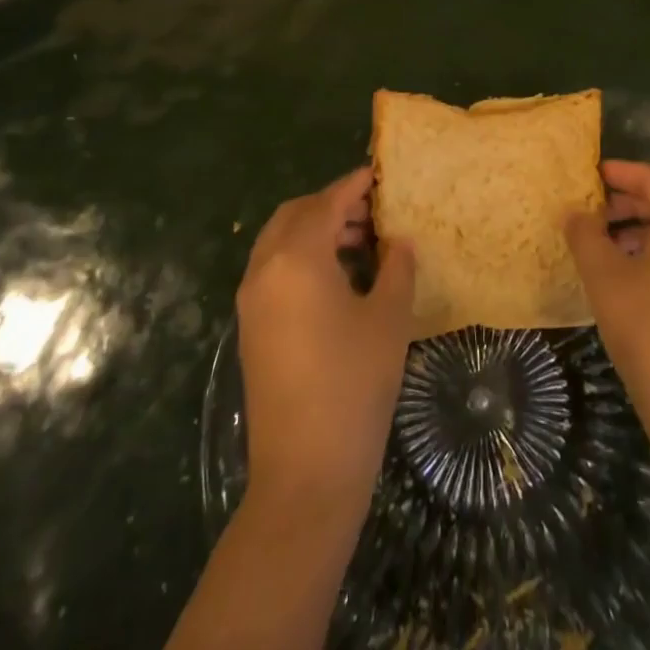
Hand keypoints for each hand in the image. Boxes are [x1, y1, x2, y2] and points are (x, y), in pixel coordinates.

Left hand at [236, 168, 415, 518]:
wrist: (305, 474)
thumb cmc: (354, 385)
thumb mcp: (389, 318)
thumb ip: (397, 267)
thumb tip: (398, 241)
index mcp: (297, 258)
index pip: (327, 203)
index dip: (354, 185)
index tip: (379, 174)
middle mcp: (265, 270)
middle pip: (295, 215)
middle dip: (332, 205)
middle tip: (372, 212)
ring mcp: (252, 302)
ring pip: (280, 242)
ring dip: (316, 232)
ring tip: (361, 244)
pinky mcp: (250, 329)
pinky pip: (274, 271)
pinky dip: (302, 258)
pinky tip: (338, 280)